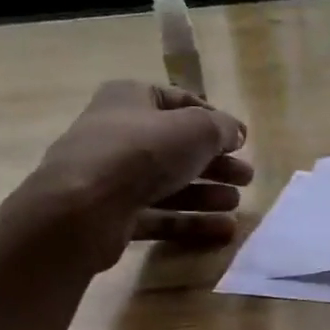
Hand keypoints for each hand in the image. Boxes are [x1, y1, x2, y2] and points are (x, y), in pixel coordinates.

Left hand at [29, 80, 252, 268]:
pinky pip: (159, 215)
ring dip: (207, 193)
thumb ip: (222, 129)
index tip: (242, 141)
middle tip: (246, 177)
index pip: (181, 102)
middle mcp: (118, 133)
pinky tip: (223, 231)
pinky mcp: (113, 215)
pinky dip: (190, 221)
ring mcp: (112, 176)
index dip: (215, 120)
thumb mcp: (196, 129)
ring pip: (169, 183)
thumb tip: (235, 133)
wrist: (82, 209)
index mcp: (131, 98)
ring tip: (237, 204)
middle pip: (177, 147)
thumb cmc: (142, 152)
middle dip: (216, 163)